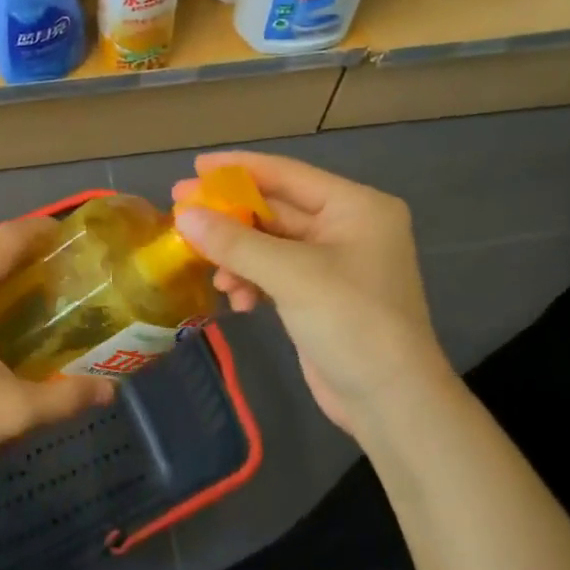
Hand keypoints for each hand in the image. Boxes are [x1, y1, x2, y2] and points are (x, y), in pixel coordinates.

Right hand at [172, 151, 453, 435]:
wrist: (390, 402)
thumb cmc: (351, 322)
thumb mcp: (292, 275)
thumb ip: (236, 242)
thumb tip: (184, 216)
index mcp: (355, 207)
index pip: (287, 174)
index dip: (239, 169)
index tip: (195, 167)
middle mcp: (346, 227)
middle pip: (275, 209)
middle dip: (230, 217)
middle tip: (180, 212)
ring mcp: (332, 263)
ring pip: (269, 244)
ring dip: (237, 256)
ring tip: (209, 271)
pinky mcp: (317, 295)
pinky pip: (273, 273)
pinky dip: (250, 281)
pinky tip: (235, 300)